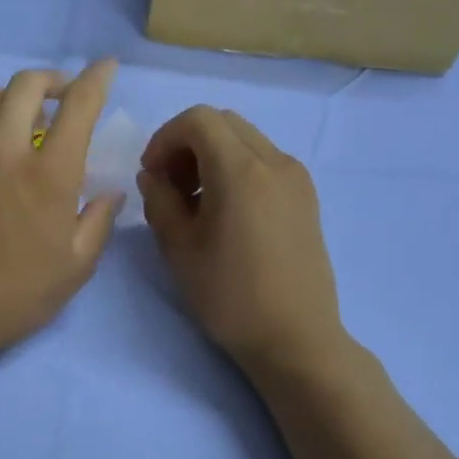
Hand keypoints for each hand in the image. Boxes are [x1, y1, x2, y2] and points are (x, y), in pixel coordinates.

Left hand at [0, 60, 123, 358]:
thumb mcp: (75, 267)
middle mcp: (5, 151)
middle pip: (25, 84)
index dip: (96, 78)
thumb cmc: (17, 294)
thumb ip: (98, 221)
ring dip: (14, 98)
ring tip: (26, 121)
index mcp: (48, 173)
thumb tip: (110, 193)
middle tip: (64, 97)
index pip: (77, 104)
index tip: (106, 68)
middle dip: (52, 79)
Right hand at [136, 106, 345, 372]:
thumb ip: (159, 200)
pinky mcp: (307, 197)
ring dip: (212, 155)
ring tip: (196, 202)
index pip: (197, 120)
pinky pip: (265, 161)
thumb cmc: (229, 297)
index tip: (151, 175)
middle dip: (187, 144)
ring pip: (246, 139)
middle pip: (223, 123)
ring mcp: (296, 178)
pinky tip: (227, 211)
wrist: (295, 338)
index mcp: (241, 170)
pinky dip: (237, 168)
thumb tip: (154, 175)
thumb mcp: (178, 249)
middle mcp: (275, 161)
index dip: (165, 139)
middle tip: (170, 186)